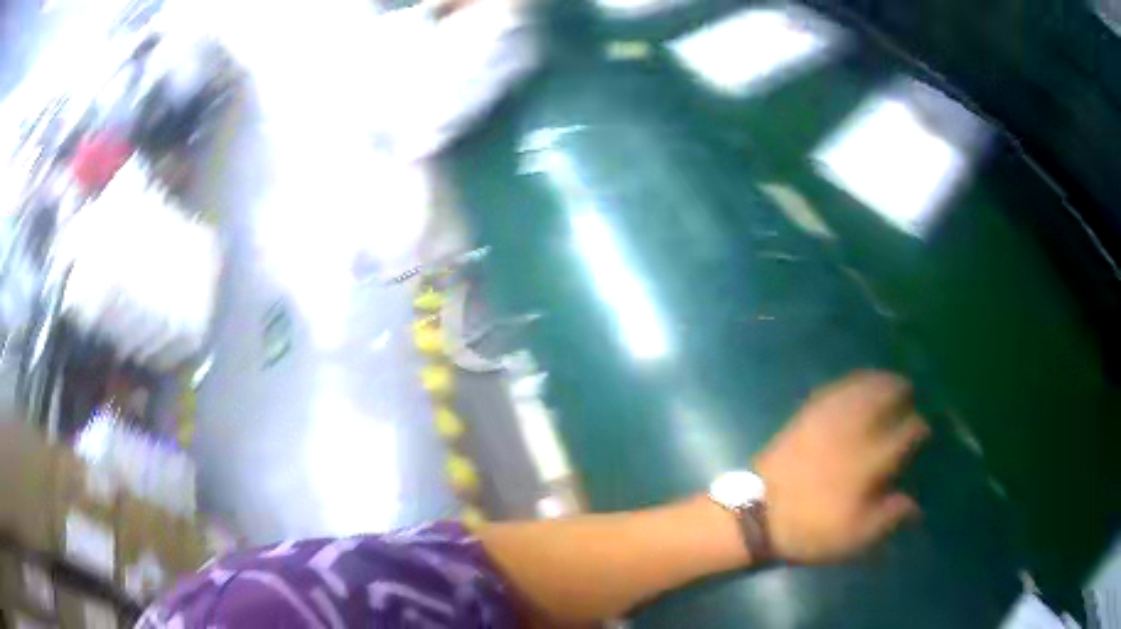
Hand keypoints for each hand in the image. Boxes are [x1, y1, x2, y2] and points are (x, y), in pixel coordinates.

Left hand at [755, 371, 929, 563]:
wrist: (756, 517)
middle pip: (882, 399)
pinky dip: (849, 383)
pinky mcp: (804, 418)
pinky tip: (854, 385)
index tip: (924, 430)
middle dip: (899, 390)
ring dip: (877, 380)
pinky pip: (832, 391)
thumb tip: (915, 505)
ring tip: (888, 380)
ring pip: (858, 389)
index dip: (918, 428)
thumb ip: (888, 517)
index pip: (904, 433)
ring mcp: (826, 421)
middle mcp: (852, 432)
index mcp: (868, 461)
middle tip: (908, 391)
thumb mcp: (853, 536)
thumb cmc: (809, 530)